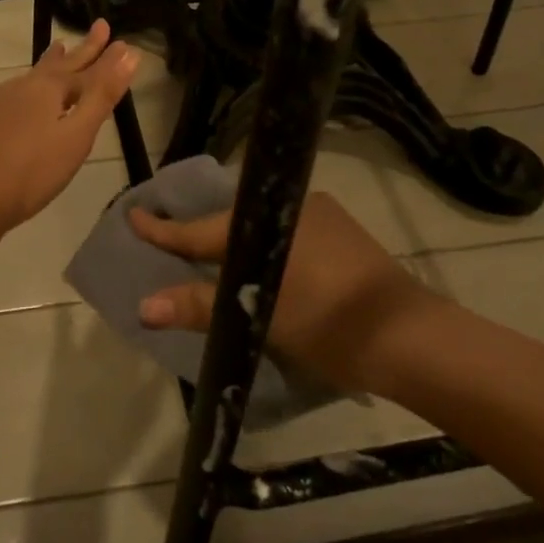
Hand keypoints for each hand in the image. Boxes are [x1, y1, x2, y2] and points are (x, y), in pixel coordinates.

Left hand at [0, 21, 140, 241]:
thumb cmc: (29, 172)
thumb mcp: (75, 136)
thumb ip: (102, 96)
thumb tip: (128, 53)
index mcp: (47, 89)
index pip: (85, 67)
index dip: (105, 56)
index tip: (120, 39)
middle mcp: (20, 88)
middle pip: (57, 65)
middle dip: (80, 50)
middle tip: (97, 27)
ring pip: (30, 77)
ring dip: (50, 64)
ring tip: (58, 51)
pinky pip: (12, 95)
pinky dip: (28, 88)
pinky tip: (20, 99)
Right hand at [129, 191, 433, 394]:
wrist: (410, 336)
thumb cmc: (330, 325)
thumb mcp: (260, 317)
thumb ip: (201, 307)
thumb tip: (143, 306)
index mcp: (264, 222)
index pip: (199, 229)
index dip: (163, 229)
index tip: (133, 214)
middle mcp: (289, 206)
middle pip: (228, 220)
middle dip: (199, 233)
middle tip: (171, 241)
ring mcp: (319, 215)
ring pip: (258, 224)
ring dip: (234, 241)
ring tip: (213, 259)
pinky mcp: (341, 232)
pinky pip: (284, 231)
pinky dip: (263, 246)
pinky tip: (263, 264)